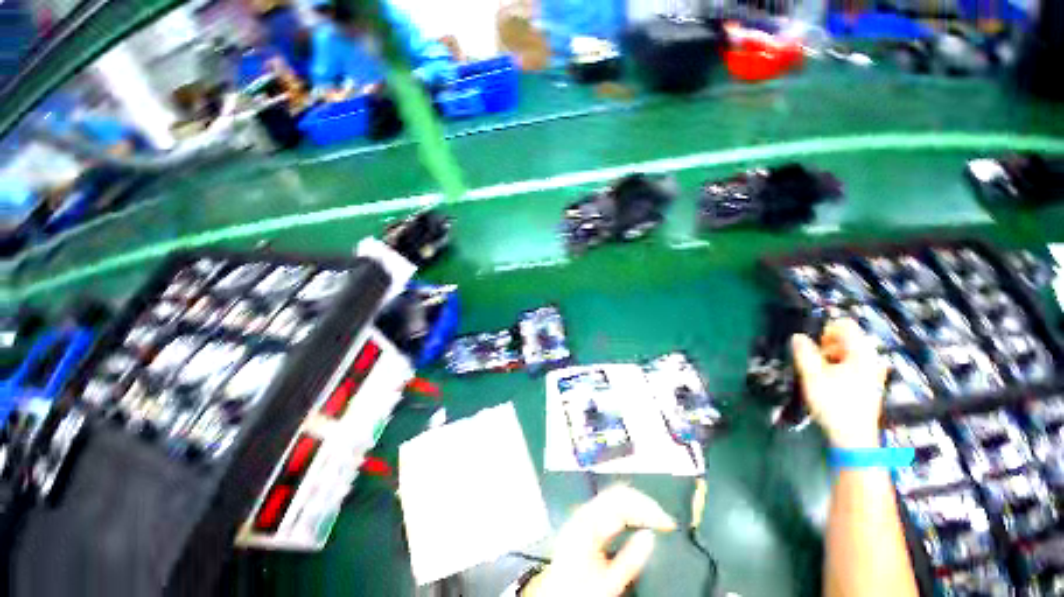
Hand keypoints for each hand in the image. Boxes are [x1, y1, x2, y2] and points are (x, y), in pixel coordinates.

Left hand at [522, 485, 676, 596]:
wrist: (556, 593)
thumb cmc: (580, 589)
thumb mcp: (608, 582)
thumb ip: (630, 560)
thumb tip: (651, 537)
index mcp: (588, 523)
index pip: (622, 501)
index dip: (647, 508)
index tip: (667, 522)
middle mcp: (584, 511)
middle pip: (618, 494)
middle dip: (644, 503)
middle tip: (665, 520)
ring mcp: (584, 512)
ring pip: (615, 495)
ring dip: (638, 504)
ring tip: (657, 519)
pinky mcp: (586, 518)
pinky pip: (610, 504)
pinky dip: (628, 508)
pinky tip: (638, 519)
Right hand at [791, 318, 887, 448]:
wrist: (853, 437)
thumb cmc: (834, 404)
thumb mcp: (812, 376)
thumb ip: (804, 352)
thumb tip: (797, 336)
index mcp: (861, 353)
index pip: (845, 325)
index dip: (825, 329)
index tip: (813, 345)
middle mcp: (872, 358)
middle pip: (848, 338)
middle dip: (828, 345)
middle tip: (816, 361)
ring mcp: (874, 372)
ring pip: (850, 352)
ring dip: (832, 356)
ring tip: (821, 373)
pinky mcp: (871, 383)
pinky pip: (854, 364)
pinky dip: (840, 366)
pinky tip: (831, 381)